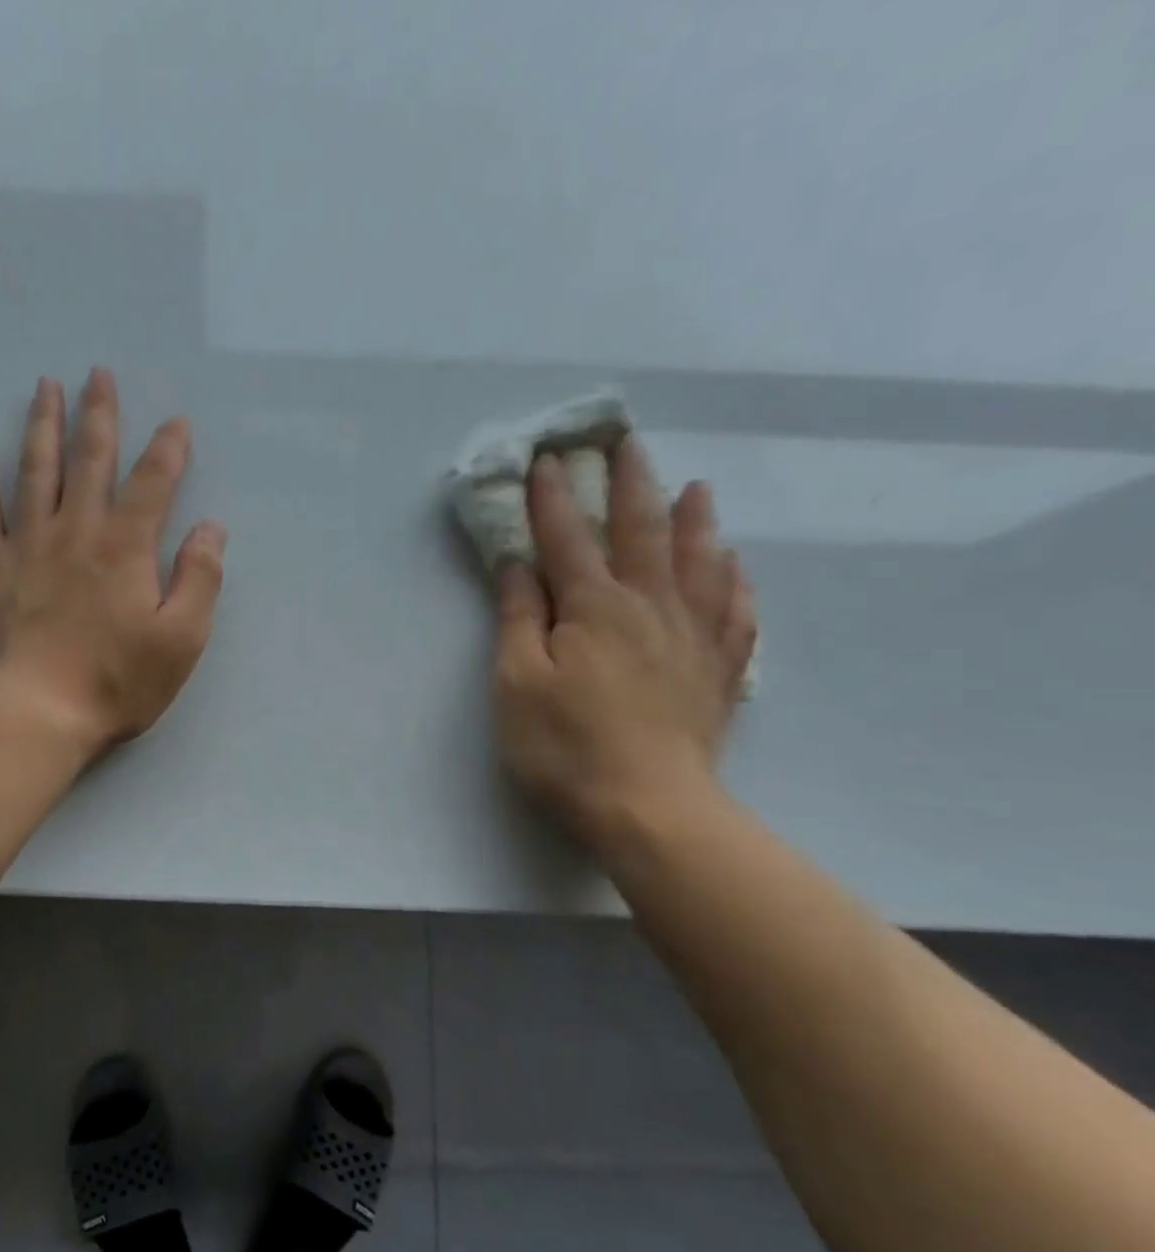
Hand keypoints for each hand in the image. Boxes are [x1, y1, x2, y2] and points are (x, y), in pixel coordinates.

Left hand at [0, 368, 226, 751]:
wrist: (34, 714)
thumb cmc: (115, 683)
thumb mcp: (181, 640)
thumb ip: (200, 579)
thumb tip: (210, 528)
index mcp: (125, 548)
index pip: (152, 483)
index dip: (168, 450)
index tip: (176, 422)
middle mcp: (75, 532)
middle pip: (89, 460)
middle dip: (99, 415)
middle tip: (98, 373)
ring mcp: (26, 546)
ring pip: (34, 470)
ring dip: (42, 425)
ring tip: (46, 386)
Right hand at [494, 438, 756, 847]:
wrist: (649, 807)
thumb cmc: (564, 745)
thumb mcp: (516, 683)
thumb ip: (518, 619)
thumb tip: (518, 565)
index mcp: (593, 607)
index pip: (567, 539)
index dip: (553, 498)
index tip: (546, 458)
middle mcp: (649, 607)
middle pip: (641, 533)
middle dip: (631, 485)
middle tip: (630, 444)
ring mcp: (692, 637)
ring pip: (698, 562)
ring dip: (693, 521)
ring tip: (696, 488)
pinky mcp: (717, 671)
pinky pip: (735, 612)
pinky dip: (734, 582)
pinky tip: (734, 566)